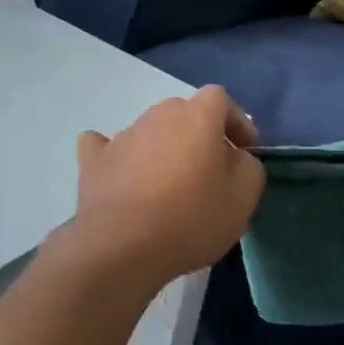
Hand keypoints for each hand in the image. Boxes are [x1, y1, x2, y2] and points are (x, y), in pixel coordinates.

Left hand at [57, 86, 265, 293]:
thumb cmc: (191, 219)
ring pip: (151, 131)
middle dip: (199, 135)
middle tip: (209, 171)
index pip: (219, 98)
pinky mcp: (94, 159)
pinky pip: (106, 146)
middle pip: (184, 114)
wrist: (122, 245)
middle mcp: (158, 115)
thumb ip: (248, 167)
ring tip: (169, 187)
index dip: (235, 121)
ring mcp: (122, 134)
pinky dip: (118, 156)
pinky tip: (122, 174)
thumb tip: (236, 156)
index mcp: (197, 116)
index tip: (243, 150)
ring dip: (163, 149)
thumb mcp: (242, 199)